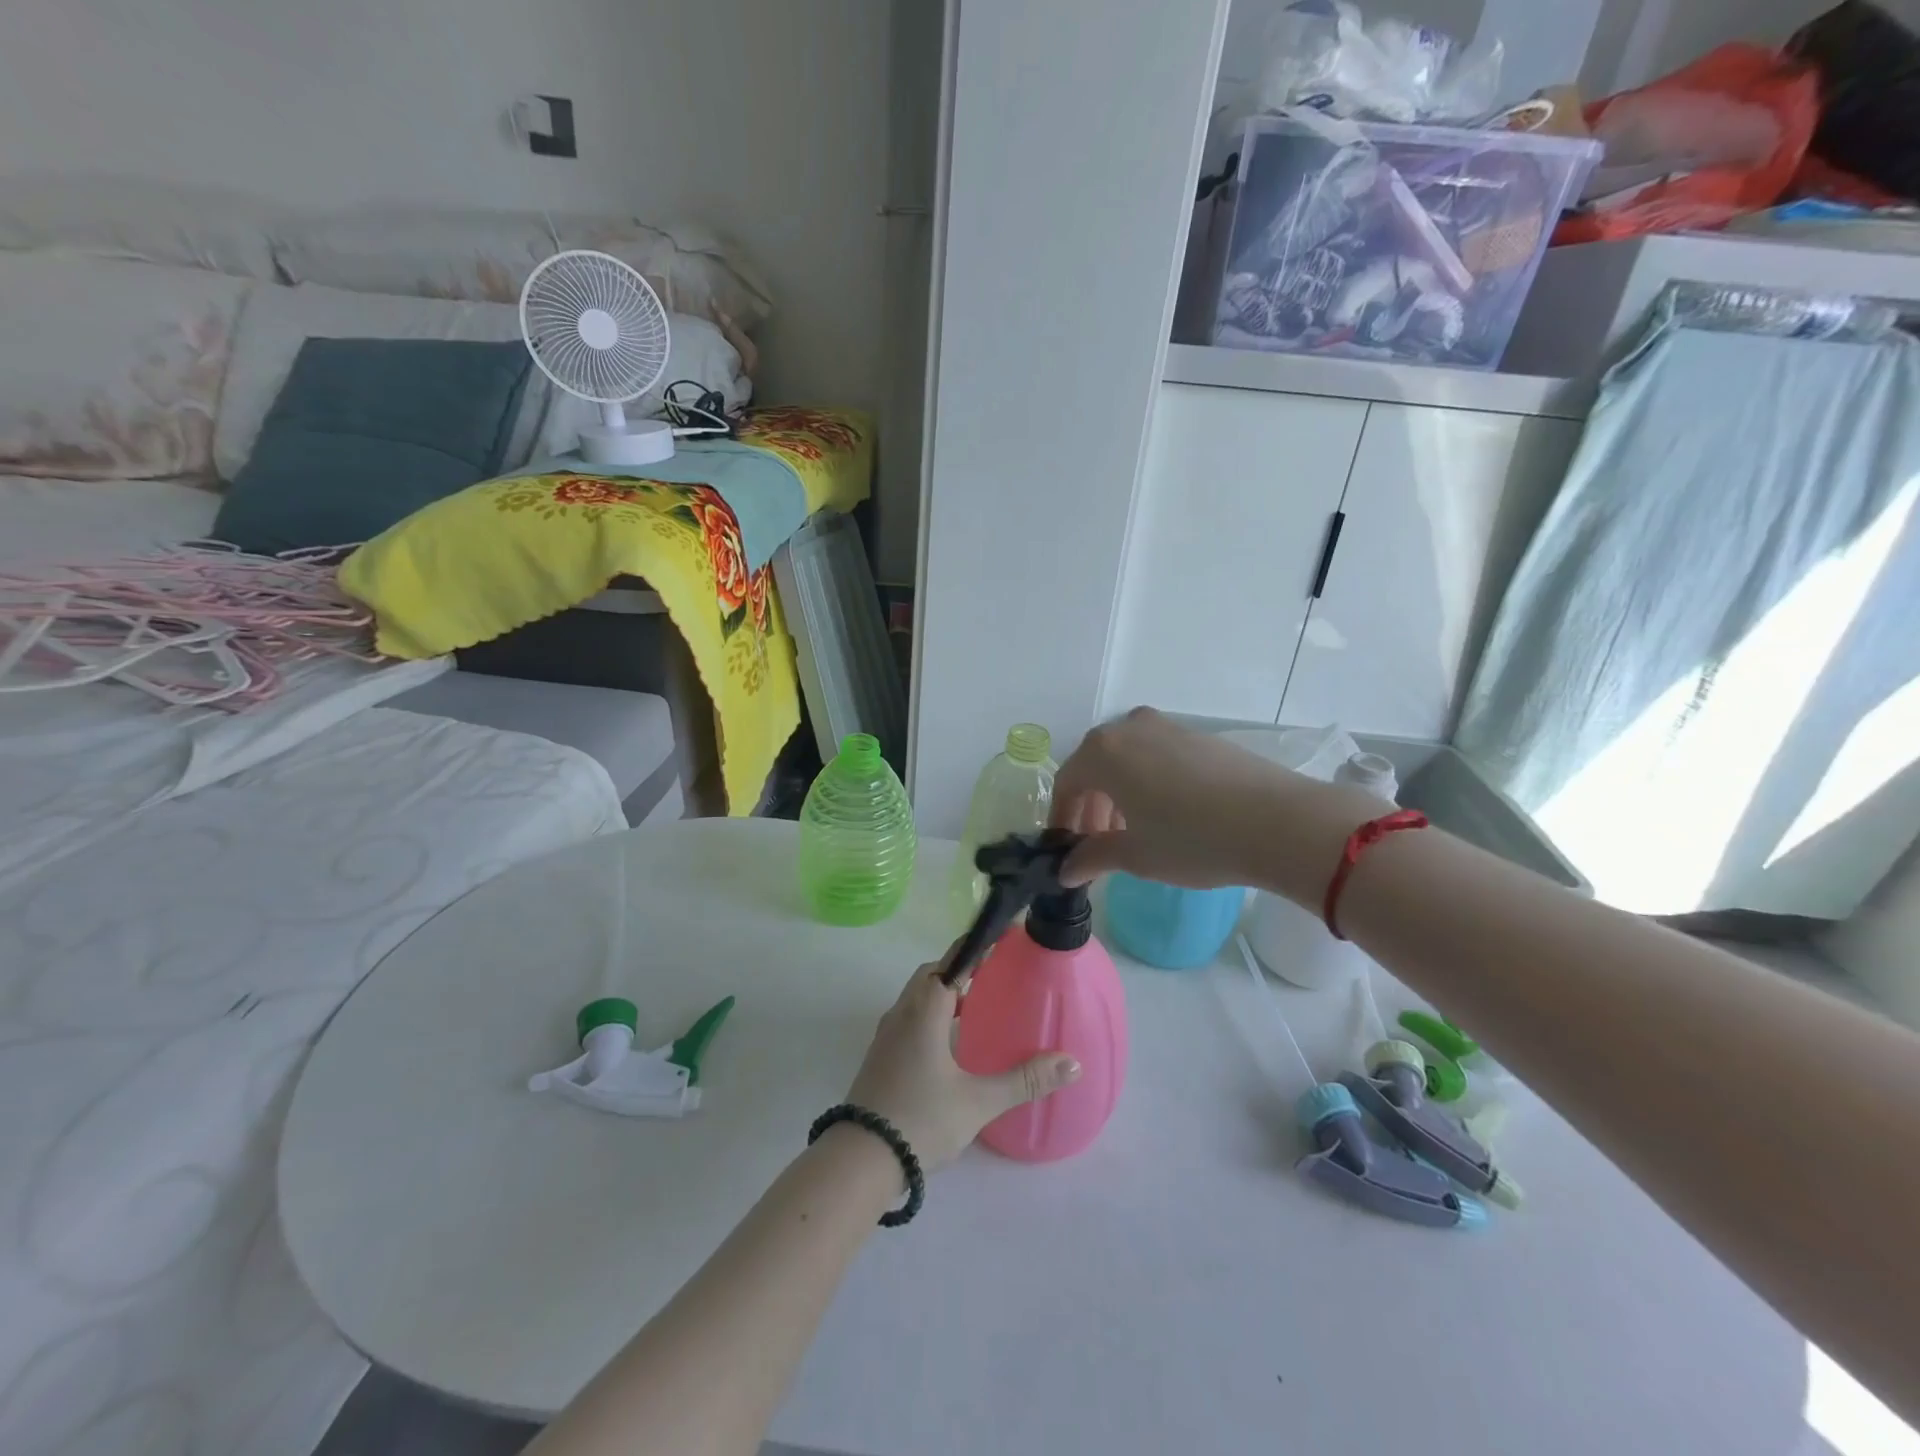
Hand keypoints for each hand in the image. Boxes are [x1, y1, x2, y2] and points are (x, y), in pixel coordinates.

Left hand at [844, 959, 1080, 1173]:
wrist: (859, 1159)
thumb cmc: (920, 1119)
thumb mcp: (978, 1102)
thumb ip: (1024, 1081)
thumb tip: (1072, 1063)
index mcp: (924, 1011)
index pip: (952, 961)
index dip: (977, 946)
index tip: (1003, 937)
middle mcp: (902, 1013)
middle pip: (931, 975)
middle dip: (960, 969)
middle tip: (994, 975)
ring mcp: (886, 1035)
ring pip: (917, 998)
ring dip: (944, 993)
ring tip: (978, 1007)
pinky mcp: (881, 1056)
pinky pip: (909, 1018)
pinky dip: (932, 1015)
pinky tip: (951, 1043)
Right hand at [1051, 707, 1301, 888]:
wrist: (1278, 822)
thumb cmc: (1192, 840)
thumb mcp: (1135, 855)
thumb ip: (1092, 857)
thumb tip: (1065, 870)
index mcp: (1103, 752)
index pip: (1067, 783)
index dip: (1062, 817)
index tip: (1067, 848)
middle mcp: (1130, 728)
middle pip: (1095, 766)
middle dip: (1091, 806)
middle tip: (1098, 843)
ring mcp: (1168, 727)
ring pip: (1128, 759)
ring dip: (1119, 793)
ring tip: (1132, 831)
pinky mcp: (1200, 736)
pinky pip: (1157, 756)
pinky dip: (1148, 782)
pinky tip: (1168, 814)